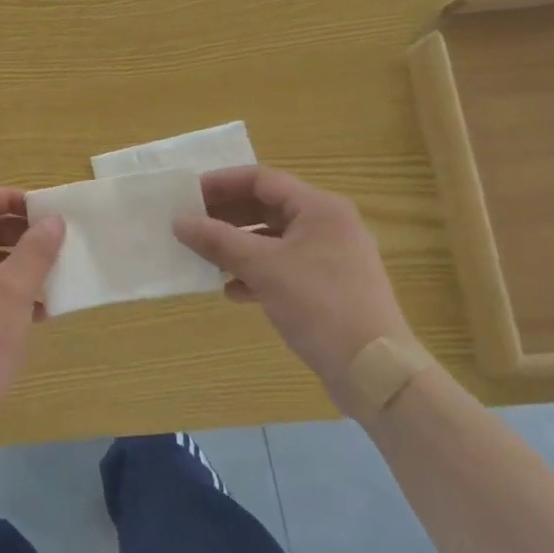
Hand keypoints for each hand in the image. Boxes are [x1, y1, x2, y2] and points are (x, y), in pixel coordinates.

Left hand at [0, 188, 64, 442]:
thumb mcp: (15, 289)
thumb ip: (36, 250)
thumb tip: (54, 220)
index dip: (7, 198)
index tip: (40, 210)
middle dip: (17, 231)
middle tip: (52, 238)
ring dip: (17, 262)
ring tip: (51, 271)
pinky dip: (9, 290)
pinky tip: (40, 310)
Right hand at [173, 166, 414, 407]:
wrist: (375, 372)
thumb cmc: (319, 305)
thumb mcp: (262, 267)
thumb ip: (217, 240)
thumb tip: (178, 221)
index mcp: (319, 208)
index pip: (262, 179)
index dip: (222, 183)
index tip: (188, 196)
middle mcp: (328, 225)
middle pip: (267, 207)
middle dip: (227, 216)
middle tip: (191, 225)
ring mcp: (331, 258)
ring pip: (273, 240)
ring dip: (238, 246)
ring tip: (205, 257)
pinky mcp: (330, 288)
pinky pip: (284, 267)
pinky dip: (256, 273)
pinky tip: (232, 290)